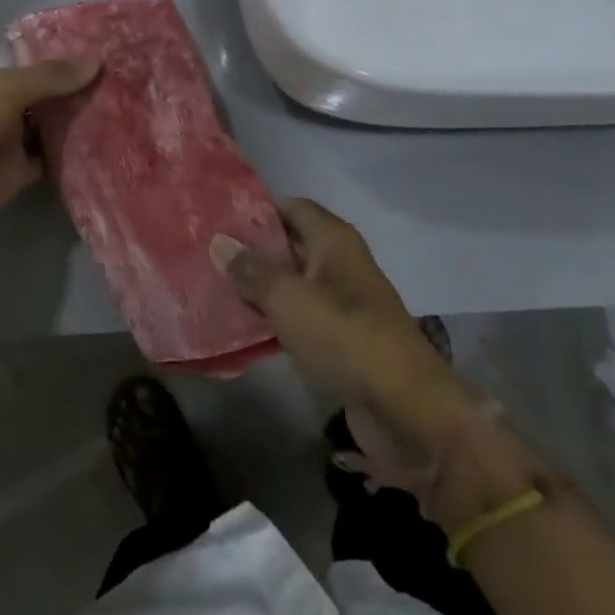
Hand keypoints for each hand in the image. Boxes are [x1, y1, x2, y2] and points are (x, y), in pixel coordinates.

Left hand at [0, 59, 99, 270]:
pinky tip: (101, 140)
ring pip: (43, 127)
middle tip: (112, 81)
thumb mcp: (6, 85)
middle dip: (66, 92)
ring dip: (70, 121)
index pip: (19, 67)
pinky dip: (69, 152)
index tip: (90, 57)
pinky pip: (48, 158)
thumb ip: (51, 76)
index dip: (51, 63)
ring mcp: (2, 141)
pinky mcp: (16, 172)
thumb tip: (98, 61)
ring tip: (117, 105)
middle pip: (35, 97)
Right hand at [212, 200, 476, 488]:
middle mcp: (340, 263)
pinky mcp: (343, 340)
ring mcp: (344, 303)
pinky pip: (301, 317)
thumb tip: (219, 241)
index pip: (291, 206)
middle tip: (209, 251)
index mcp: (334, 240)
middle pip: (291, 244)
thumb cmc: (344, 336)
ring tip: (215, 284)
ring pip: (293, 283)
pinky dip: (276, 317)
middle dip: (253, 249)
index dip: (257, 209)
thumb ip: (251, 270)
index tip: (220, 215)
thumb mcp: (287, 298)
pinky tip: (243, 324)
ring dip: (261, 286)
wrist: (405, 408)